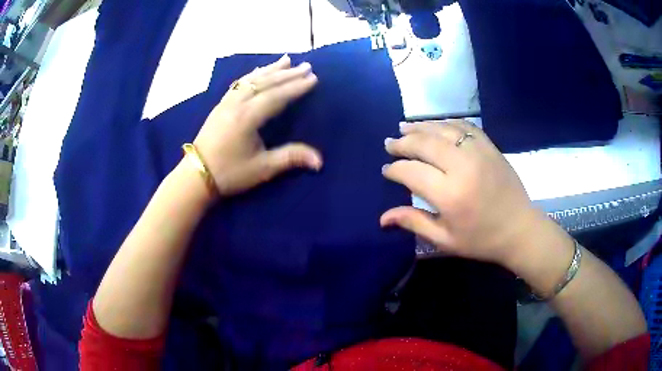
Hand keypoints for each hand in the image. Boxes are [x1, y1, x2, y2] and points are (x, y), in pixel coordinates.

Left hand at [192, 55, 321, 196]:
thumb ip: (290, 158)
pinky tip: (259, 70)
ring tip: (287, 59)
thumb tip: (319, 161)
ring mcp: (226, 102)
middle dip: (288, 74)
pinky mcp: (220, 105)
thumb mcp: (262, 168)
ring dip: (270, 69)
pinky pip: (239, 84)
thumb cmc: (229, 173)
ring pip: (251, 80)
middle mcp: (237, 104)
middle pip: (265, 83)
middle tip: (307, 66)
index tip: (313, 78)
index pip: (276, 96)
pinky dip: (252, 74)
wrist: (196, 175)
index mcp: (247, 118)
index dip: (296, 87)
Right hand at [381, 120, 540, 267]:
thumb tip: (382, 218)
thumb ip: (414, 222)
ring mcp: (478, 152)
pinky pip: (464, 126)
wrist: (519, 228)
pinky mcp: (490, 146)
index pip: (411, 172)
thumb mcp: (445, 239)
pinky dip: (446, 122)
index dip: (394, 169)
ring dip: (421, 127)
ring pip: (443, 129)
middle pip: (424, 144)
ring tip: (404, 127)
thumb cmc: (481, 239)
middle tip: (390, 143)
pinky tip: (436, 125)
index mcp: (449, 194)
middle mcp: (462, 166)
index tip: (387, 170)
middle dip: (403, 142)